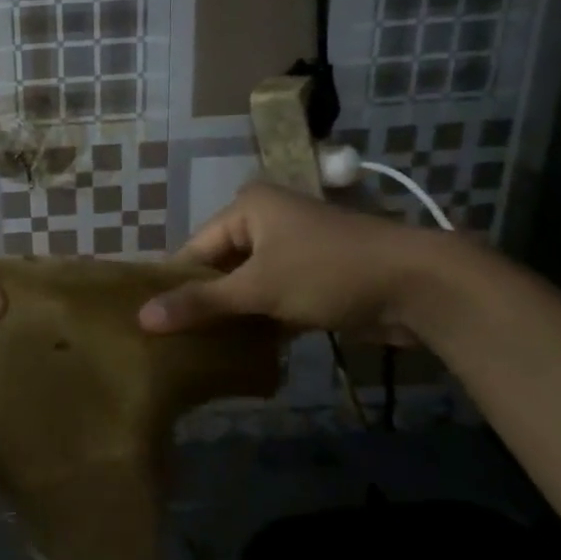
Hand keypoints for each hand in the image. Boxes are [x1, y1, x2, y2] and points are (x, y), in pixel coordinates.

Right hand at [138, 182, 445, 338]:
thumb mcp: (257, 288)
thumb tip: (141, 318)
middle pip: (220, 266)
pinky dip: (260, 321)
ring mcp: (293, 249)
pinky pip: (273, 298)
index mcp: (248, 207)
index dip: (176, 285)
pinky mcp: (315, 277)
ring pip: (247, 285)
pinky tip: (239, 352)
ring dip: (232, 315)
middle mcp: (267, 221)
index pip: (195, 248)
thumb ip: (201, 303)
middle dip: (204, 302)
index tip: (154, 323)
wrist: (418, 285)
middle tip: (174, 342)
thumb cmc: (327, 271)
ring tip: (199, 351)